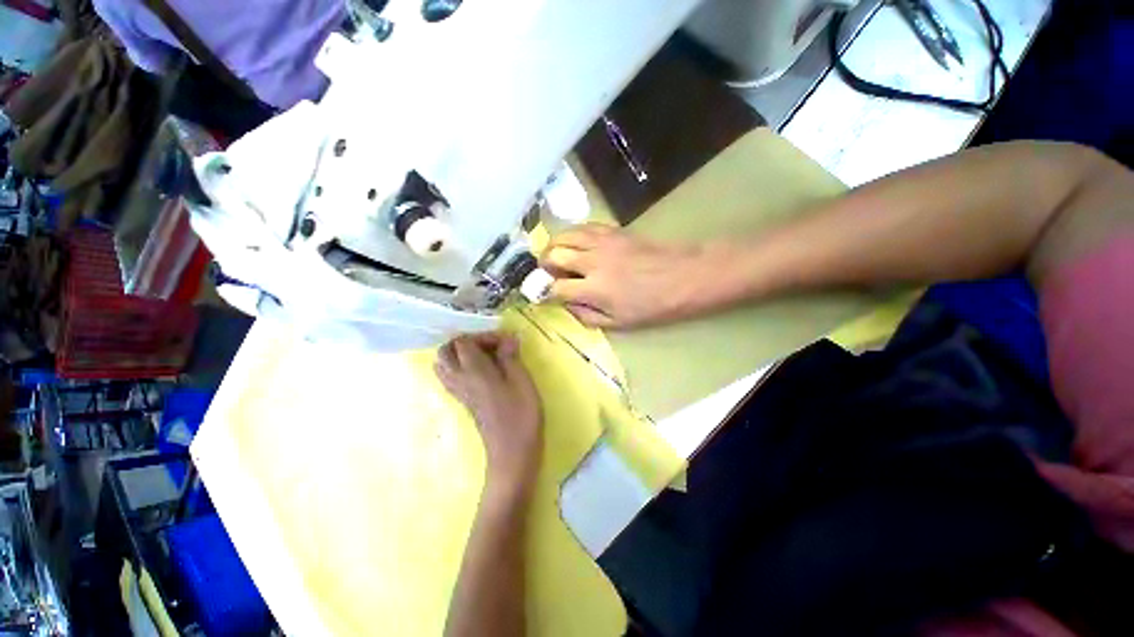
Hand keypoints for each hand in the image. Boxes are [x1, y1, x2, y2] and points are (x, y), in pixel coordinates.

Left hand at [436, 333, 542, 495]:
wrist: (511, 454)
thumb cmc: (520, 415)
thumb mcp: (521, 381)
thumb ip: (510, 357)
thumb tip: (507, 338)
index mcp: (474, 371)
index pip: (463, 342)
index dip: (483, 336)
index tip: (505, 342)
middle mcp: (460, 380)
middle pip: (445, 352)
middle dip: (466, 342)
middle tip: (491, 346)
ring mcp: (460, 393)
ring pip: (445, 366)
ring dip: (462, 355)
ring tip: (486, 357)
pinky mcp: (465, 403)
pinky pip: (452, 378)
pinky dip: (462, 368)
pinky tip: (484, 373)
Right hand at [541, 224, 711, 328]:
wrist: (684, 277)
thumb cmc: (654, 306)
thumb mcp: (619, 323)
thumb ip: (587, 316)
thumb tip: (566, 305)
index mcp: (594, 289)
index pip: (555, 288)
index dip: (543, 292)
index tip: (541, 295)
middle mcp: (592, 262)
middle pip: (553, 254)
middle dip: (543, 265)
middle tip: (547, 273)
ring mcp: (602, 242)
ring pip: (565, 235)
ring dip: (554, 246)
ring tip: (556, 256)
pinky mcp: (613, 231)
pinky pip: (584, 226)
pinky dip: (573, 234)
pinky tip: (576, 244)